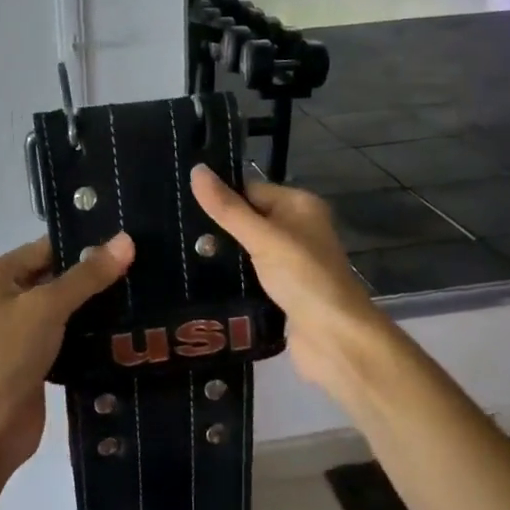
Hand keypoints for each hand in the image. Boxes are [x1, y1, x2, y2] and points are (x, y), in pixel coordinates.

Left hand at [0, 232, 134, 471]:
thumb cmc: (10, 353)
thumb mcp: (48, 306)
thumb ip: (88, 275)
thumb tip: (126, 240)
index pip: (47, 248)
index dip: (85, 244)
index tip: (129, 242)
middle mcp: (6, 298)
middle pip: (57, 277)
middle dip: (95, 276)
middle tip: (143, 269)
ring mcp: (21, 331)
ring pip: (66, 308)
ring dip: (97, 307)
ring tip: (143, 296)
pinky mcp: (36, 359)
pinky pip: (68, 336)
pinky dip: (91, 334)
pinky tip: (126, 330)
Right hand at [189, 166, 385, 392]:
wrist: (335, 339)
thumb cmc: (303, 277)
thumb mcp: (262, 237)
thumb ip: (228, 208)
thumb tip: (195, 170)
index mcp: (299, 206)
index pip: (250, 189)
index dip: (220, 196)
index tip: (181, 204)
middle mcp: (297, 229)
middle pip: (247, 219)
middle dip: (216, 228)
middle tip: (174, 234)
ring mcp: (290, 262)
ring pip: (245, 250)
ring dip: (221, 256)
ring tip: (177, 257)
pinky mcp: (281, 291)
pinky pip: (248, 276)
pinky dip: (230, 279)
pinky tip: (200, 282)